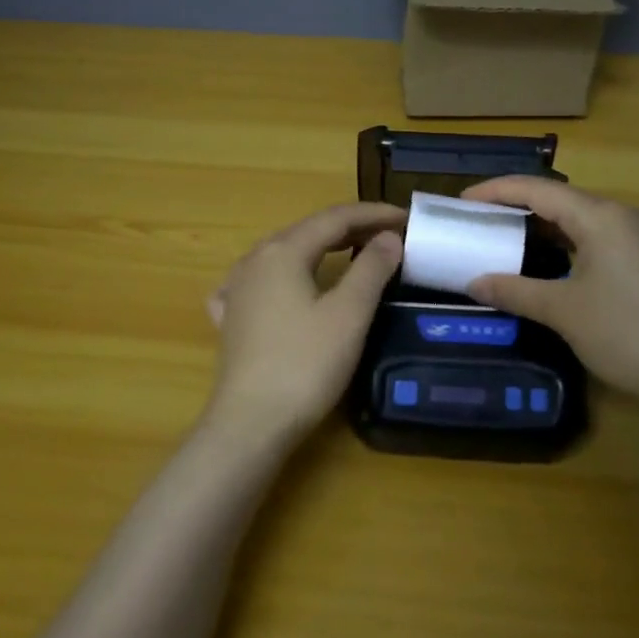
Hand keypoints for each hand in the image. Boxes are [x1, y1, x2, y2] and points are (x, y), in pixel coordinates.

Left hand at [203, 202, 405, 450]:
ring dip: (321, 248)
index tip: (407, 218)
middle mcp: (254, 260)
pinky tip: (289, 286)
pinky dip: (289, 274)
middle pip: (308, 231)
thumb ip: (372, 269)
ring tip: (352, 253)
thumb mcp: (349, 314)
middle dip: (351, 228)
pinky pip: (263, 281)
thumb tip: (389, 237)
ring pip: (285, 254)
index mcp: (283, 251)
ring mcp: (237, 289)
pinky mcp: (232, 318)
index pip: (335, 218)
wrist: (251, 423)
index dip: (373, 214)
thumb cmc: (305, 365)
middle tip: (389, 236)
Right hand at [459, 177, 638, 412]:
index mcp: (601, 217)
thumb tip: (475, 282)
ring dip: (542, 225)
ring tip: (505, 235)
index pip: (538, 189)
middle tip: (479, 218)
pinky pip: (596, 237)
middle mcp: (623, 216)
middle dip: (517, 205)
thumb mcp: (563, 311)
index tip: (462, 201)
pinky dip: (565, 242)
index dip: (497, 190)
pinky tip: (546, 259)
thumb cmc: (626, 333)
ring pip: (580, 219)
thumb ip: (515, 290)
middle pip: (560, 199)